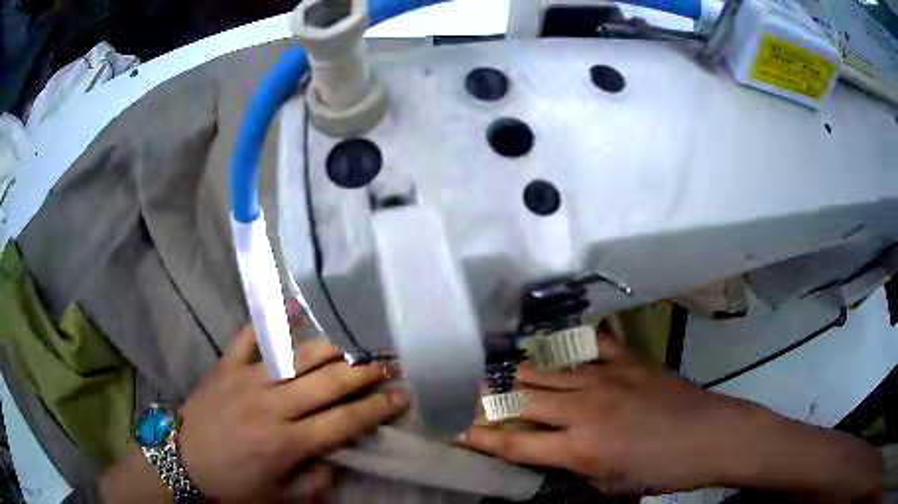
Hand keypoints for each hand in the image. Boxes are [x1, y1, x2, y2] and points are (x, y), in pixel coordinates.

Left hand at [101, 325, 406, 502]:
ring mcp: (247, 380)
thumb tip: (342, 455)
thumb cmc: (233, 486)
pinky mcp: (225, 366)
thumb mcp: (282, 498)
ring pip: (298, 358)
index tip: (401, 396)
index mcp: (287, 443)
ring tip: (356, 349)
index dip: (377, 409)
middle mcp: (272, 407)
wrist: (180, 462)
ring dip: (332, 352)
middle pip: (328, 384)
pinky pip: (248, 336)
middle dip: (365, 375)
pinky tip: (293, 304)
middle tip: (390, 365)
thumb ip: (317, 479)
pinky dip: (271, 319)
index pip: (345, 422)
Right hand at [462, 332, 882, 498]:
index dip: (479, 437)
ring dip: (516, 369)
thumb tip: (547, 453)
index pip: (513, 443)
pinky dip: (568, 343)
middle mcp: (584, 409)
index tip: (453, 427)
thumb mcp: (610, 486)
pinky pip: (590, 344)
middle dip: (487, 396)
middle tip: (463, 389)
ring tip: (493, 366)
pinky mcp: (628, 360)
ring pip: (547, 368)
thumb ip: (573, 468)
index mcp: (579, 449)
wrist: (709, 436)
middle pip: (521, 397)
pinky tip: (554, 340)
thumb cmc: (661, 472)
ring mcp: (606, 377)